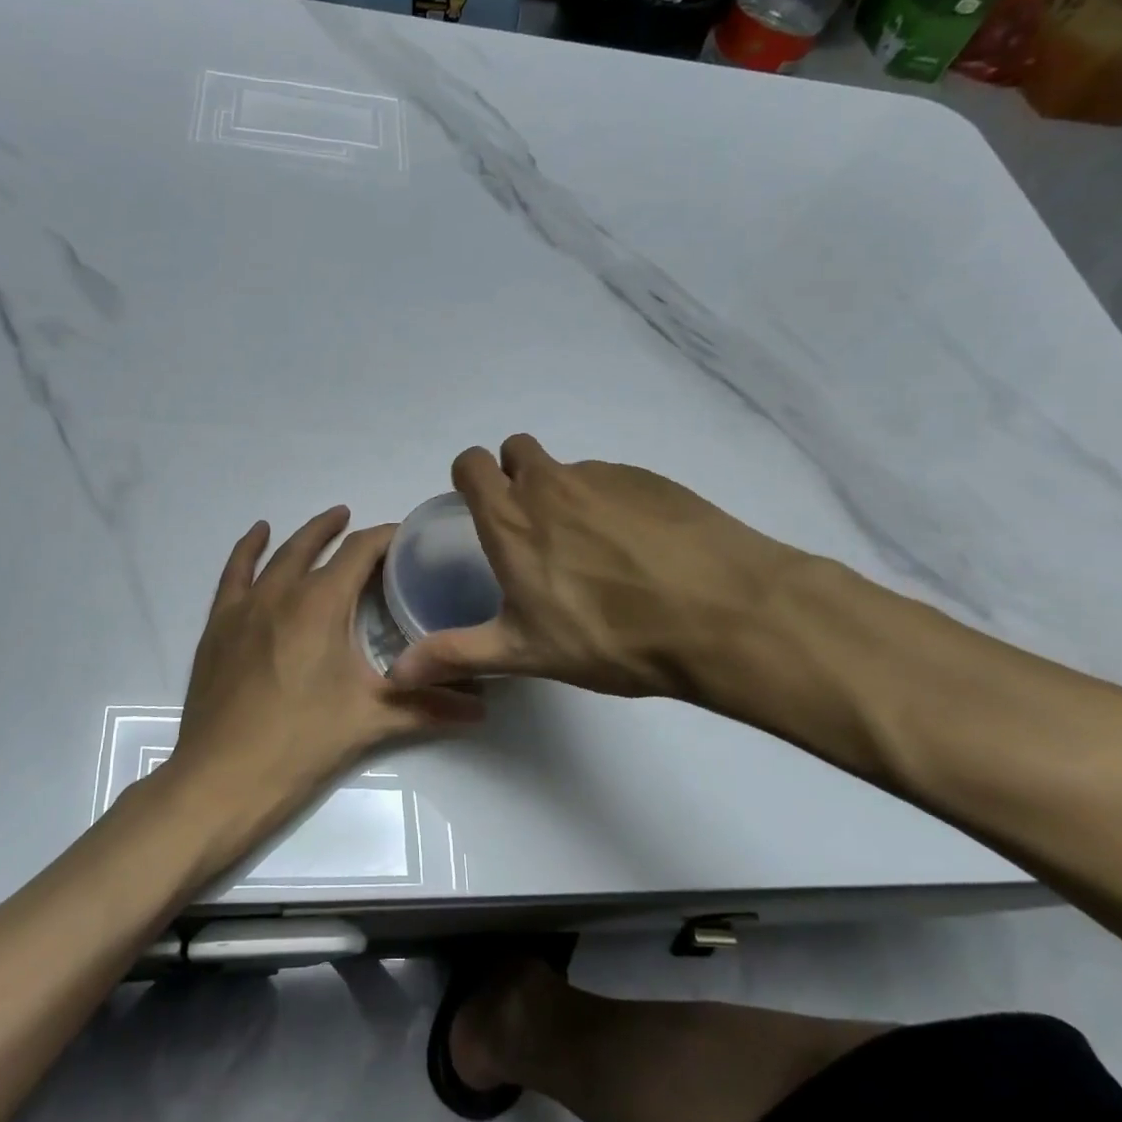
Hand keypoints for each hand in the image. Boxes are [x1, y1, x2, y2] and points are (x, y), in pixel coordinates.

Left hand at [165, 507, 483, 858]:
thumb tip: (484, 707)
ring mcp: (244, 606)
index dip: (386, 537)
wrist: (222, 779)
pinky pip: (233, 574)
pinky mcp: (218, 625)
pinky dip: (247, 549)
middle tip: (363, 524)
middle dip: (342, 529)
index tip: (407, 537)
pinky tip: (257, 536)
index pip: (361, 552)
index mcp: (321, 604)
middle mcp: (281, 592)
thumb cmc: (301, 743)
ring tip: (326, 522)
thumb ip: (430, 707)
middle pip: (315, 544)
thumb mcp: (371, 720)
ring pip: (277, 555)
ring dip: (304, 536)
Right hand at [389, 435, 809, 706]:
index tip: (480, 508)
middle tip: (533, 528)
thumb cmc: (609, 636)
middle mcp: (552, 483)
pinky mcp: (652, 480)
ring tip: (595, 553)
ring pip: (568, 470)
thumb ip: (457, 654)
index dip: (469, 478)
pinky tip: (639, 550)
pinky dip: (612, 504)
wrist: (723, 615)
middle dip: (515, 475)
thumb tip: (397, 671)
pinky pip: (614, 482)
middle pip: (518, 450)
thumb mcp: (525, 652)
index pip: (471, 463)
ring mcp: (605, 477)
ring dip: (566, 495)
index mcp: (511, 517)